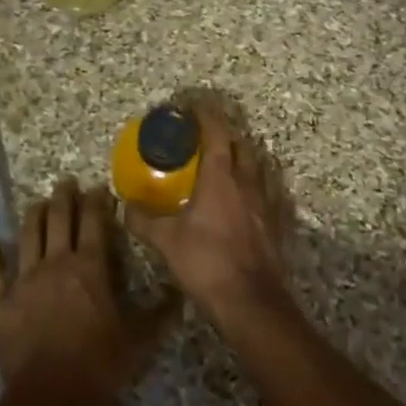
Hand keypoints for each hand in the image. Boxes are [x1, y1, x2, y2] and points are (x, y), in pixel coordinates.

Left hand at [0, 178, 177, 405]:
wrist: (49, 400)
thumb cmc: (99, 367)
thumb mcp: (139, 342)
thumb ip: (160, 314)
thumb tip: (181, 294)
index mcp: (90, 268)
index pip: (94, 222)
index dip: (97, 202)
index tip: (99, 188)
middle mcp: (56, 264)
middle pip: (58, 220)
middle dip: (63, 197)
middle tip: (66, 182)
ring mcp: (24, 281)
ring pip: (27, 236)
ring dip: (33, 215)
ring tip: (37, 202)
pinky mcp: (2, 303)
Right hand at [123, 98, 294, 323]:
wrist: (251, 301)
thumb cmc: (206, 263)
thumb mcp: (166, 242)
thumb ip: (144, 221)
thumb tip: (126, 207)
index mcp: (220, 178)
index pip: (216, 133)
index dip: (206, 114)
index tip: (193, 105)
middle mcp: (248, 181)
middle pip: (242, 144)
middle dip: (226, 134)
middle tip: (207, 136)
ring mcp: (268, 201)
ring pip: (260, 166)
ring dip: (246, 157)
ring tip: (230, 161)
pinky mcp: (280, 222)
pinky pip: (272, 192)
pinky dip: (261, 185)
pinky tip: (253, 195)